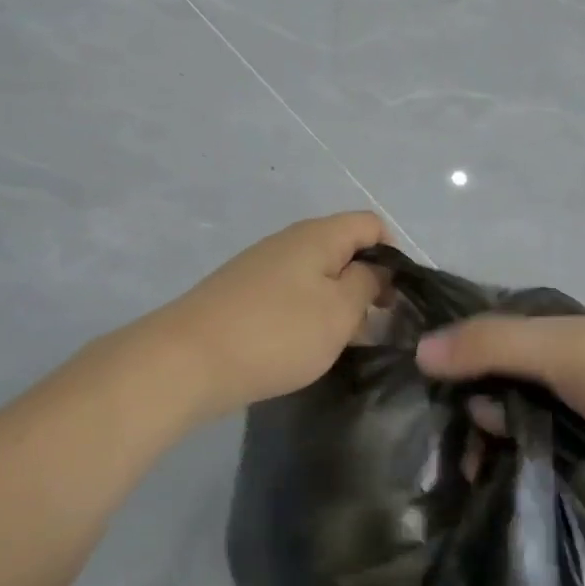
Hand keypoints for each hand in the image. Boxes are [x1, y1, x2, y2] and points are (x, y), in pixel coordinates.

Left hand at [157, 212, 388, 421]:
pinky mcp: (243, 294)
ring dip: (337, 304)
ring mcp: (261, 267)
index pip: (371, 225)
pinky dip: (307, 315)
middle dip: (366, 284)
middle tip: (374, 327)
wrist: (188, 360)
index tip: (396, 298)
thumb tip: (376, 270)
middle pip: (343, 250)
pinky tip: (304, 347)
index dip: (393, 256)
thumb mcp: (339, 311)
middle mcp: (289, 241)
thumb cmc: (277, 333)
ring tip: (341, 343)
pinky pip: (290, 295)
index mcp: (318, 235)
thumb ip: (367, 284)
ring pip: (316, 276)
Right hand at [415, 315, 584, 467]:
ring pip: (510, 422)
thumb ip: (486, 347)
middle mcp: (542, 364)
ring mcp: (563, 403)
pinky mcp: (583, 438)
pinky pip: (537, 447)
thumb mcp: (549, 350)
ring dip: (493, 447)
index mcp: (533, 333)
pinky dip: (520, 461)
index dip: (445, 373)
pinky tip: (504, 485)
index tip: (423, 414)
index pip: (471, 347)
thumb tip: (418, 352)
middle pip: (487, 389)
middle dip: (469, 421)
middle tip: (458, 464)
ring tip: (477, 482)